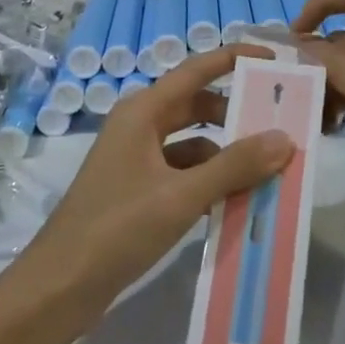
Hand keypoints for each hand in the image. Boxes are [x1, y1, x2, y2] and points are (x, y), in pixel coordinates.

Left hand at [5, 46, 295, 343]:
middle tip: (281, 125)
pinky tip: (236, 203)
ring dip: (226, 155)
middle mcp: (139, 126)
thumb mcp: (181, 196)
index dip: (234, 59)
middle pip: (197, 106)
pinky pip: (183, 173)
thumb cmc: (117, 228)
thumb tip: (284, 139)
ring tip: (269, 171)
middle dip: (237, 114)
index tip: (273, 58)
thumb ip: (234, 167)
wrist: (60, 285)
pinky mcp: (137, 190)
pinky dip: (209, 182)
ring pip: (192, 143)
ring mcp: (136, 159)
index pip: (196, 70)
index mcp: (143, 111)